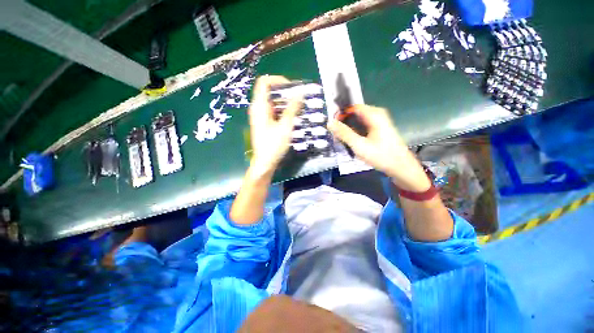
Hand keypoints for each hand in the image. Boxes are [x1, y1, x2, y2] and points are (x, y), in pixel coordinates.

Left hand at [248, 75, 301, 176]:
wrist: (264, 162)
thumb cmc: (273, 145)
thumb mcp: (285, 126)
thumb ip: (292, 109)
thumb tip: (300, 93)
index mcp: (259, 106)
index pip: (264, 82)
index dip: (278, 80)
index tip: (291, 88)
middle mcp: (257, 108)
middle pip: (269, 92)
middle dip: (285, 93)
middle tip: (298, 99)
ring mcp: (260, 116)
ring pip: (272, 102)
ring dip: (285, 103)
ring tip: (298, 108)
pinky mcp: (263, 123)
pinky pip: (273, 111)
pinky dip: (282, 110)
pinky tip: (292, 117)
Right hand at [328, 105, 430, 191]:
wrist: (400, 167)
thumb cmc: (381, 155)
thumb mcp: (359, 145)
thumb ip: (344, 133)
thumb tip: (330, 123)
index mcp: (374, 115)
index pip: (353, 107)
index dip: (341, 114)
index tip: (333, 125)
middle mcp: (377, 115)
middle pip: (355, 113)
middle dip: (344, 122)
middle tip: (336, 134)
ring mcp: (379, 122)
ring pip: (359, 120)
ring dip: (349, 128)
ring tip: (342, 138)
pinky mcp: (379, 129)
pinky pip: (363, 125)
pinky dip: (355, 131)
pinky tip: (351, 141)